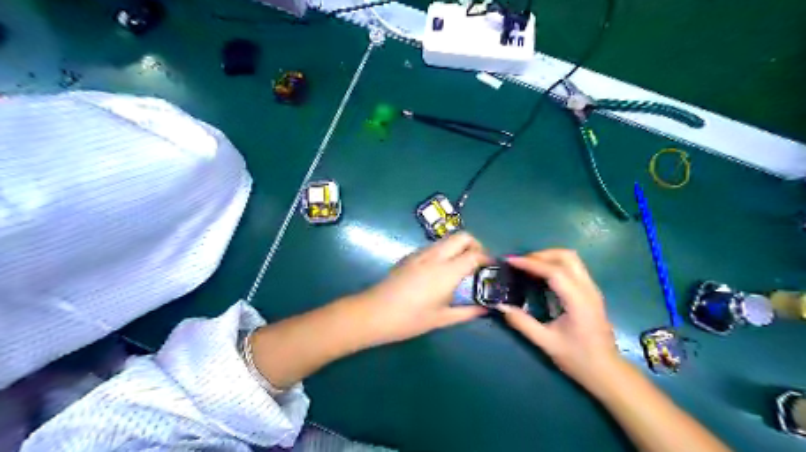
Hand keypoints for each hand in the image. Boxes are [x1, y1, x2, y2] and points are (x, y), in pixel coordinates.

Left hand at [353, 234, 490, 345]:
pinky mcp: (410, 256)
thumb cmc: (409, 319)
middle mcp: (435, 256)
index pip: (475, 254)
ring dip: (460, 247)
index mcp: (446, 271)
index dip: (488, 258)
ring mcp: (421, 253)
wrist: (373, 312)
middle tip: (478, 264)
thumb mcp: (441, 319)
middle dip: (476, 245)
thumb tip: (486, 308)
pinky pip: (435, 246)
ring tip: (462, 267)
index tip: (493, 268)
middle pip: (463, 236)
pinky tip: (442, 271)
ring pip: (447, 239)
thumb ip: (467, 312)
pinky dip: (446, 251)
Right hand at [501, 249, 618, 390]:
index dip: (531, 263)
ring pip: (572, 260)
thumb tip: (500, 306)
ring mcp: (592, 289)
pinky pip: (573, 268)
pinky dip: (555, 265)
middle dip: (541, 255)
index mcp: (578, 301)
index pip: (554, 271)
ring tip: (528, 267)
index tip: (510, 261)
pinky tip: (541, 276)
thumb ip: (522, 323)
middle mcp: (588, 289)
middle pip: (567, 257)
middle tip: (520, 263)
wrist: (607, 372)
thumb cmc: (578, 359)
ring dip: (549, 257)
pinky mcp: (591, 293)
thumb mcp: (546, 343)